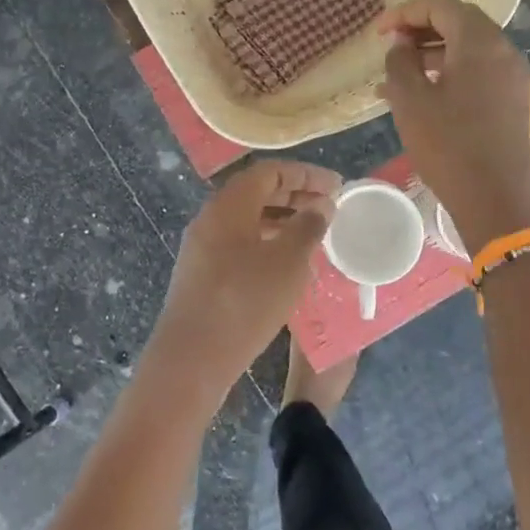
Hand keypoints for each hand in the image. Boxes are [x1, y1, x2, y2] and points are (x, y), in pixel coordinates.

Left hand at [143, 161, 338, 407]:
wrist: (192, 357)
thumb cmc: (245, 301)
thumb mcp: (288, 262)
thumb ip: (308, 227)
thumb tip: (320, 205)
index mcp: (228, 205)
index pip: (269, 171)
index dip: (305, 174)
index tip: (336, 186)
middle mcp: (210, 218)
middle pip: (256, 193)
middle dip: (295, 195)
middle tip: (329, 208)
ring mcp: (202, 247)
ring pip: (247, 220)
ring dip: (282, 221)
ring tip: (314, 235)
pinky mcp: (201, 274)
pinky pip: (239, 244)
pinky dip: (267, 243)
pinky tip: (288, 265)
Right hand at [378, 0, 529, 252]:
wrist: (495, 199)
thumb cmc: (447, 145)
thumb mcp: (410, 100)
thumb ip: (400, 61)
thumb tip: (400, 43)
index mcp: (480, 42)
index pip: (442, 6)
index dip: (405, 12)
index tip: (378, 32)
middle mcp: (503, 50)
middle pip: (460, 21)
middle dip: (420, 28)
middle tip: (389, 46)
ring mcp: (511, 76)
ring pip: (468, 47)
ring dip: (432, 52)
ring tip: (396, 74)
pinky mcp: (512, 99)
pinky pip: (477, 70)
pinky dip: (449, 71)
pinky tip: (421, 94)